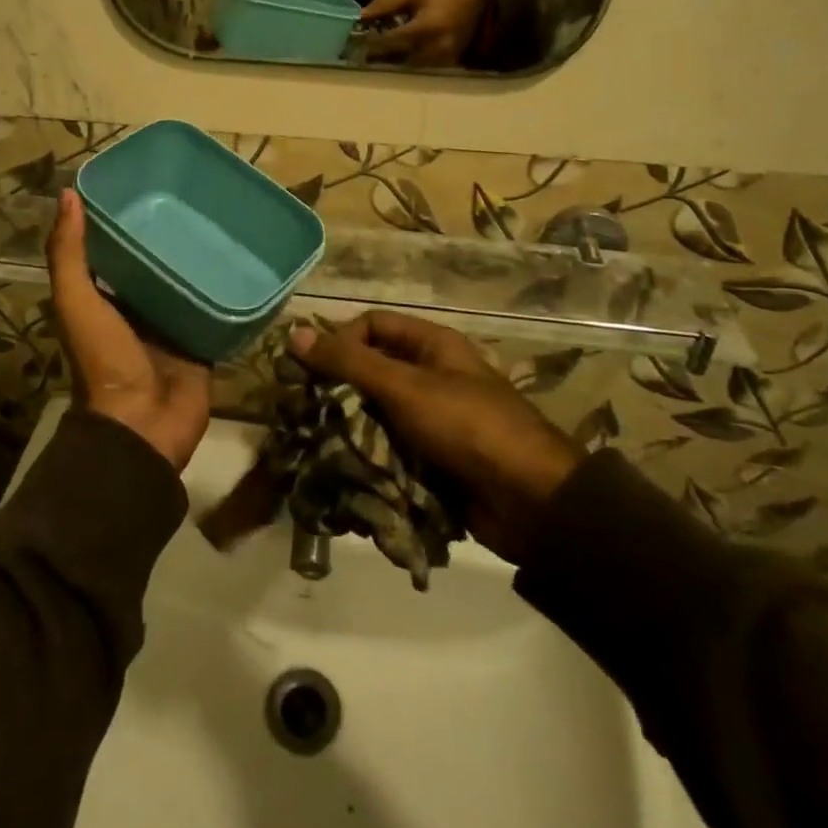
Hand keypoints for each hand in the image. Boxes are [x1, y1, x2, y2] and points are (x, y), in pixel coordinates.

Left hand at [47, 191, 211, 471]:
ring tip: (225, 220)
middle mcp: (140, 308)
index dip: (130, 219)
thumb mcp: (76, 302)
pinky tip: (245, 260)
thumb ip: (69, 254)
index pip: (120, 249)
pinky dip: (227, 289)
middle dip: (173, 235)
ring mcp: (174, 325)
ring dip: (202, 259)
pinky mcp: (203, 341)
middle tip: (198, 198)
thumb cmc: (104, 360)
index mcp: (107, 298)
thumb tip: (68, 193)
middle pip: (158, 264)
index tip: (149, 184)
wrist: (142, 426)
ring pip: (190, 283)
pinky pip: (217, 308)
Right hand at [292, 311, 578, 563]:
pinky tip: (344, 477)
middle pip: (372, 373)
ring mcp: (432, 422)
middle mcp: (431, 377)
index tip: (313, 373)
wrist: (531, 502)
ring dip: (351, 432)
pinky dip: (370, 463)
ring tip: (318, 450)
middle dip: (339, 393)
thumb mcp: (405, 387)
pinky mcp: (433, 462)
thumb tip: (295, 334)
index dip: (341, 342)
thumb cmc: (466, 426)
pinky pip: (391, 453)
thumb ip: (350, 362)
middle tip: (304, 415)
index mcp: (431, 346)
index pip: (372, 326)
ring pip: (377, 417)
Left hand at [359, 0, 487, 66]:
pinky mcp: (445, 68)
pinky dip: (404, 64)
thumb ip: (387, 4)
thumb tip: (361, 16)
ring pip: (405, 68)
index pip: (388, 43)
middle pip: (394, 60)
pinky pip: (418, 69)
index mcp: (425, 29)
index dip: (370, 43)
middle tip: (360, 51)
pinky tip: (396, 55)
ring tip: (376, 54)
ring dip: (389, 62)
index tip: (354, 41)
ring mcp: (440, 62)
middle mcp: (432, 50)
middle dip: (376, 56)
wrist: (482, 4)